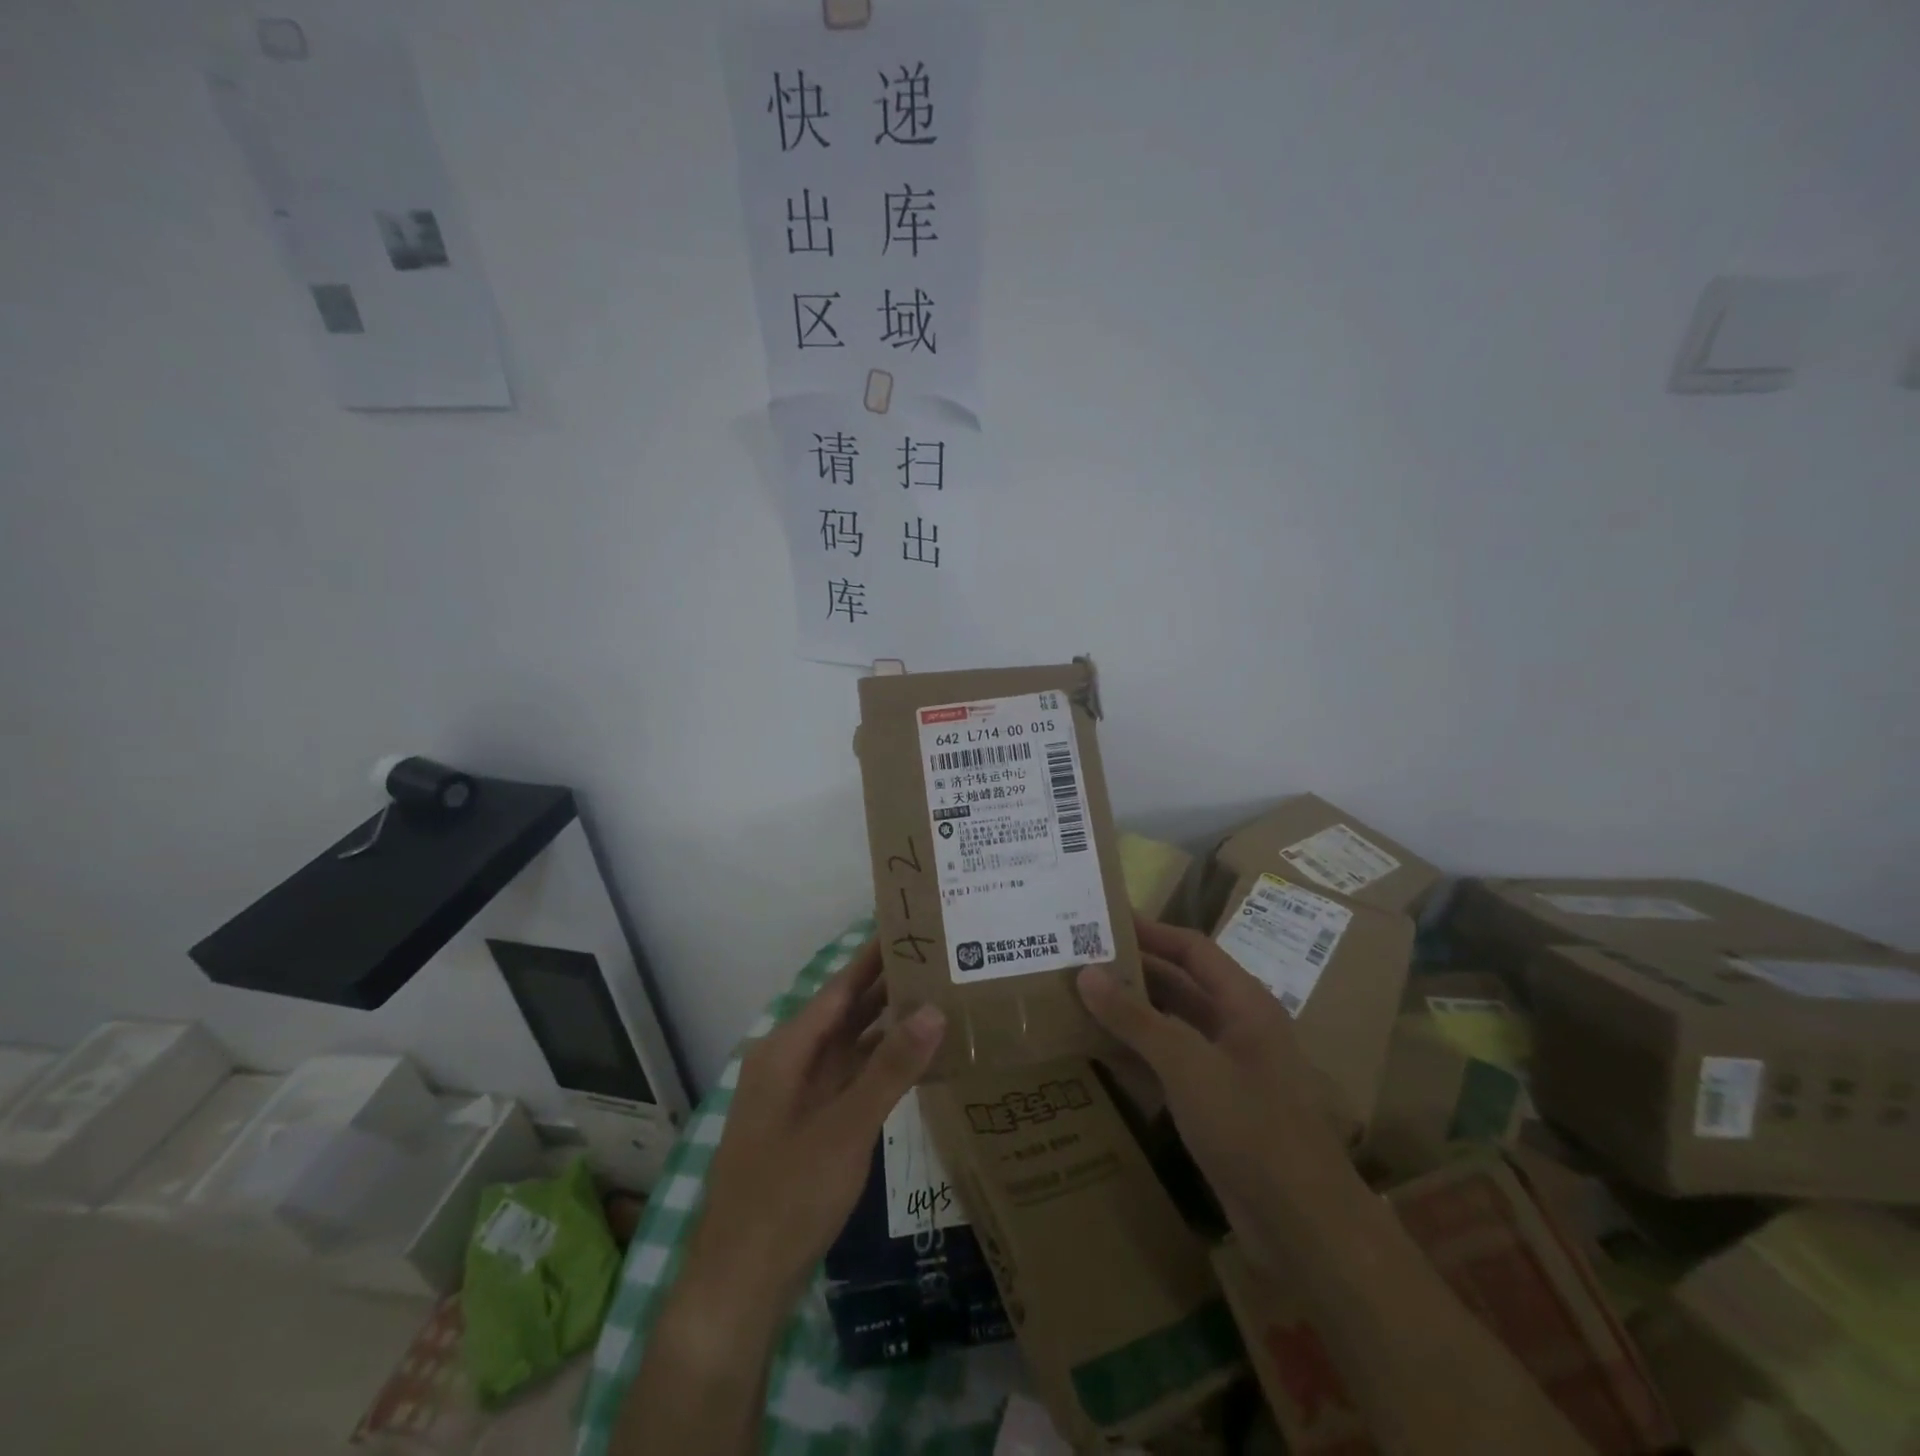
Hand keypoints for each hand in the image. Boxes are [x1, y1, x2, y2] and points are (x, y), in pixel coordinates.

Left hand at [683, 940, 946, 1315]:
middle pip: (846, 1012)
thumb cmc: (787, 1195)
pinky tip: (918, 1060)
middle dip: (889, 986)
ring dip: (889, 1026)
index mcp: (788, 1049)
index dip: (874, 954)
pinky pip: (851, 1079)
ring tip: (940, 998)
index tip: (910, 924)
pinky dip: (882, 1066)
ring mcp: (799, 1095)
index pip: (840, 986)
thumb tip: (934, 1008)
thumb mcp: (846, 1128)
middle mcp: (791, 1062)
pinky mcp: (810, 1125)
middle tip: (941, 957)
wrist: (739, 1284)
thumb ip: (891, 1068)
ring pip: (851, 1046)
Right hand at [1077, 917, 1357, 1257]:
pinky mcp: (1215, 1107)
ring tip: (1079, 1001)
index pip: (1193, 949)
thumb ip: (1135, 1018)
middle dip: (1134, 973)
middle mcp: (1237, 1028)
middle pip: (1180, 985)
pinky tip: (1100, 1054)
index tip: (1105, 922)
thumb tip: (1086, 973)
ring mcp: (1227, 1069)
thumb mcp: (1187, 1064)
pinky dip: (1138, 1055)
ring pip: (1172, 1027)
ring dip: (1132, 1015)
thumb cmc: (1250, 1126)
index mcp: (1244, 1003)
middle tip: (1080, 962)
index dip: (1152, 931)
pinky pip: (1170, 1066)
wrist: (1301, 1225)